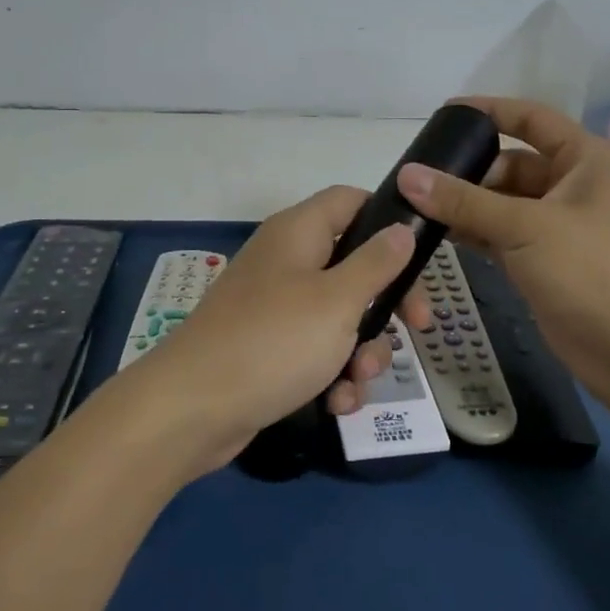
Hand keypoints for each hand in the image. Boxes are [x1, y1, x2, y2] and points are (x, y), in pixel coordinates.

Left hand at [111, 186, 431, 474]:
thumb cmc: (273, 342)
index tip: (419, 256)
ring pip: (340, 315)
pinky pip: (315, 350)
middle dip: (386, 302)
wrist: (191, 410)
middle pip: (353, 264)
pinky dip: (332, 373)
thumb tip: (401, 228)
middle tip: (417, 328)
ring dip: (361, 349)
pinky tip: (337, 403)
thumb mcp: (337, 301)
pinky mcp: (268, 348)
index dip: (387, 219)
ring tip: (360, 380)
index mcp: (299, 233)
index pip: (350, 201)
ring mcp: (275, 306)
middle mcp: (287, 261)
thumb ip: (375, 263)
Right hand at [395, 96, 609, 417]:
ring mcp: (558, 226)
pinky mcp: (544, 260)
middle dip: (468, 170)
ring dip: (465, 204)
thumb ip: (463, 201)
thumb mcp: (525, 226)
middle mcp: (574, 186)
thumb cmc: (591, 270)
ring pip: (502, 203)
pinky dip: (473, 232)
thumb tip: (407, 176)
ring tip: (415, 205)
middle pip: (511, 164)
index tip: (443, 113)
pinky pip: (501, 234)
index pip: (532, 119)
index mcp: (586, 160)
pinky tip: (435, 233)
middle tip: (418, 177)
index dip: (490, 111)